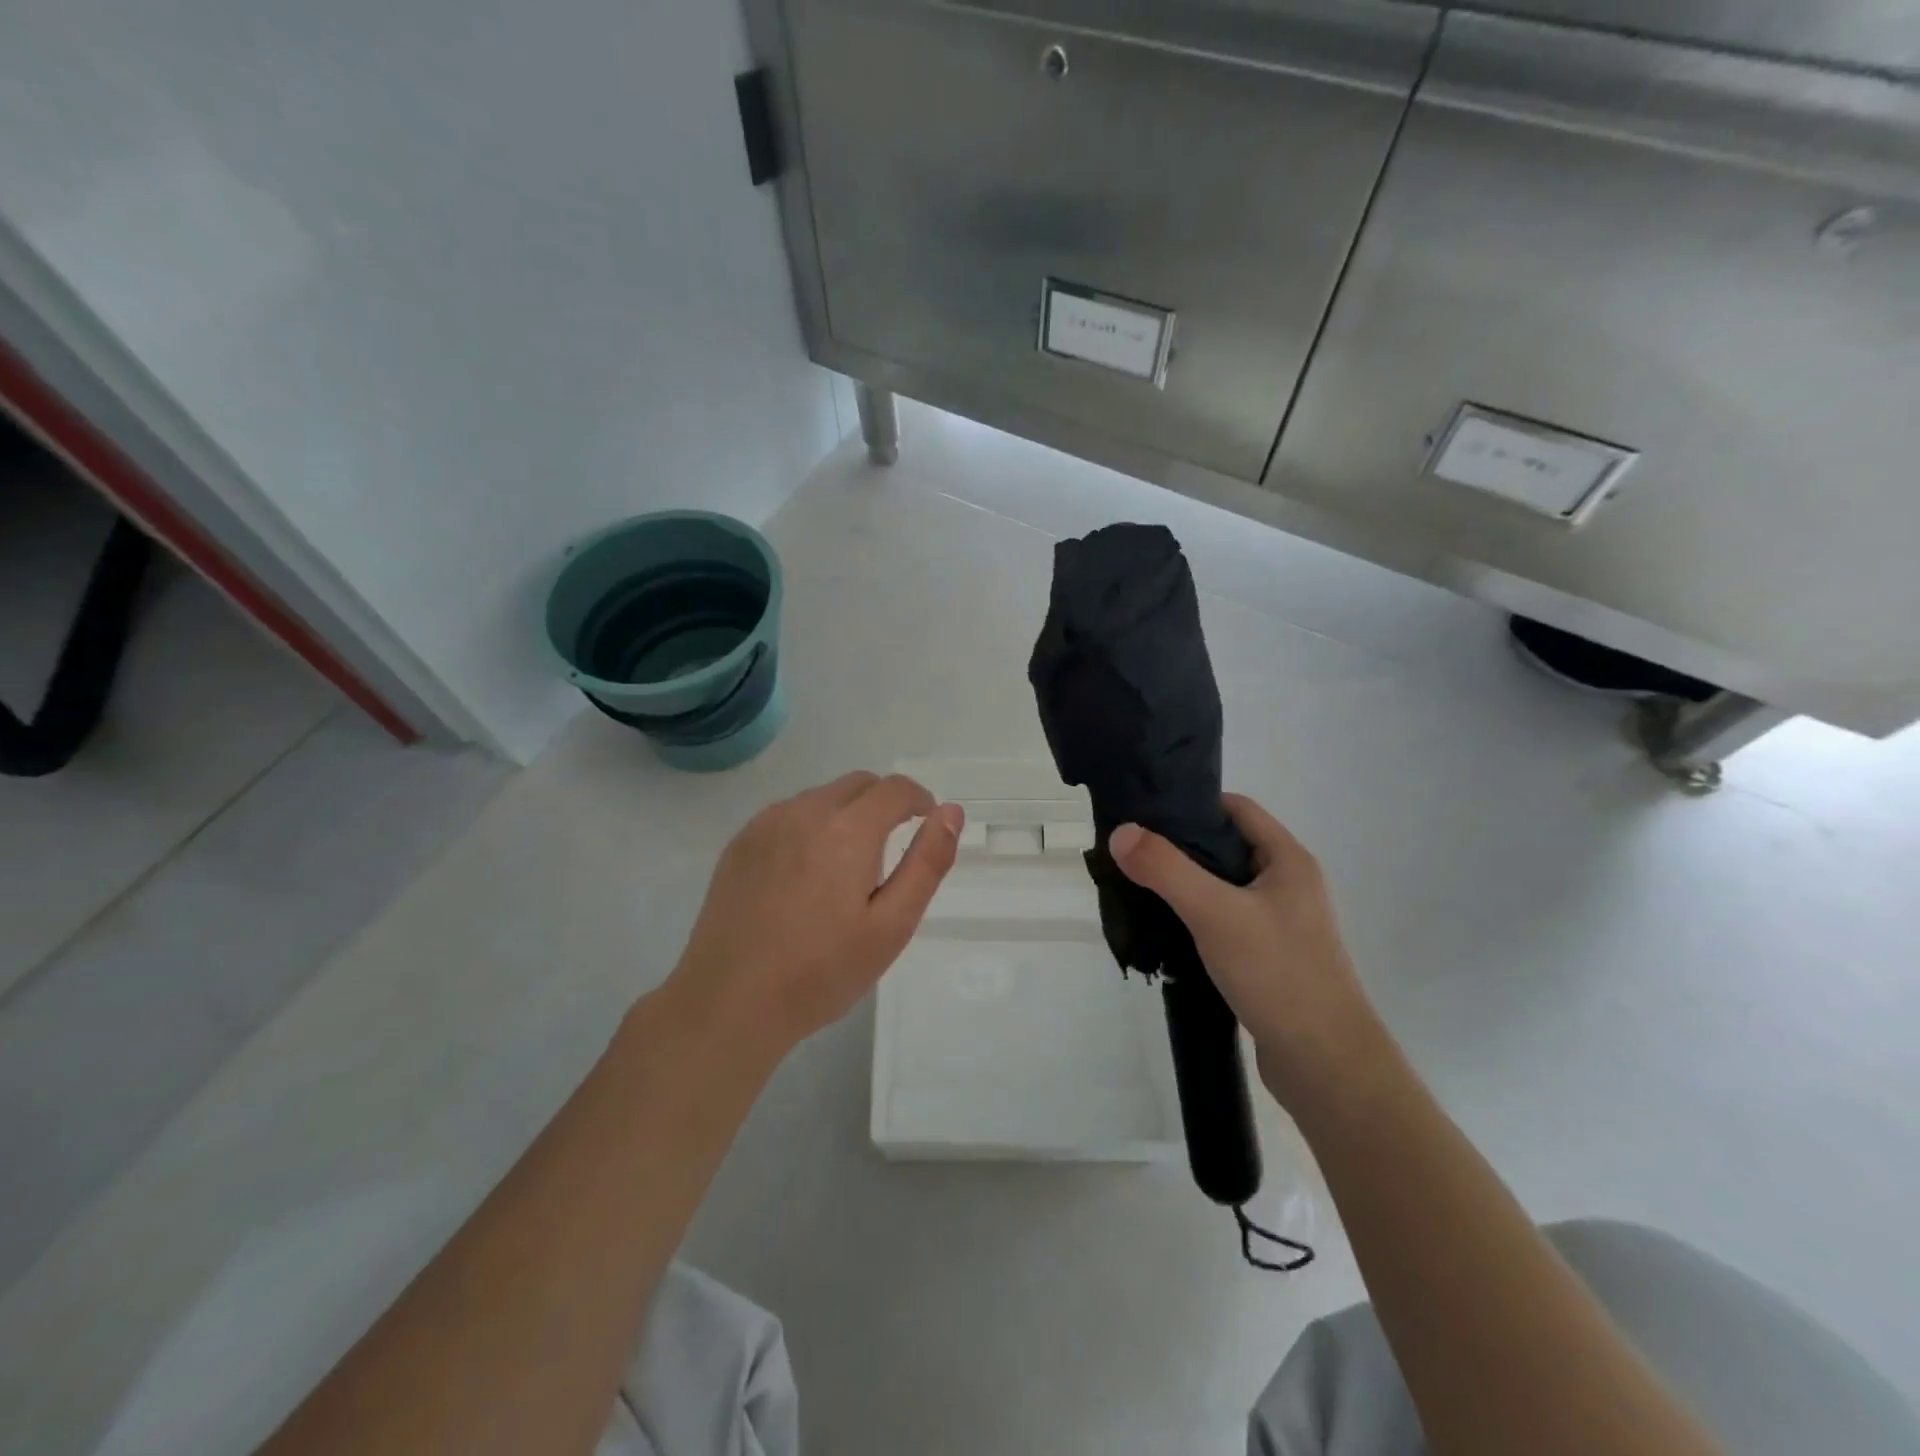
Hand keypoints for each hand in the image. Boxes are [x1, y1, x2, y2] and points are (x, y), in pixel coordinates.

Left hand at [669, 771, 963, 1059]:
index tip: (925, 826)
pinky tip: (804, 878)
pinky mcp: (740, 842)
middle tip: (887, 856)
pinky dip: (810, 828)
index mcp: (847, 829)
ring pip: (822, 798)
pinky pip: (789, 815)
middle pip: (858, 784)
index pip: (895, 788)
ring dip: (845, 816)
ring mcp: (766, 824)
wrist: (729, 1002)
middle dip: (884, 804)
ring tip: (844, 872)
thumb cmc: (821, 971)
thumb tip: (950, 812)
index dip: (919, 800)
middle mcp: (804, 811)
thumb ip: (926, 862)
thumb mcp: (892, 926)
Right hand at [1108, 794, 1384, 1106]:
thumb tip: (1121, 832)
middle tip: (1132, 851)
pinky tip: (1165, 930)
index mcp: (1287, 861)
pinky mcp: (1268, 957)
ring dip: (1184, 885)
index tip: (1146, 812)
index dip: (1193, 804)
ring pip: (1223, 887)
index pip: (1236, 809)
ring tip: (1138, 888)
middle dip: (1180, 846)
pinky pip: (1224, 921)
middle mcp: (1287, 885)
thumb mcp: (1216, 913)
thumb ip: (1166, 869)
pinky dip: (1195, 918)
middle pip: (1226, 847)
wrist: (1325, 1064)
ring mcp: (1279, 923)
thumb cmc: (1277, 974)